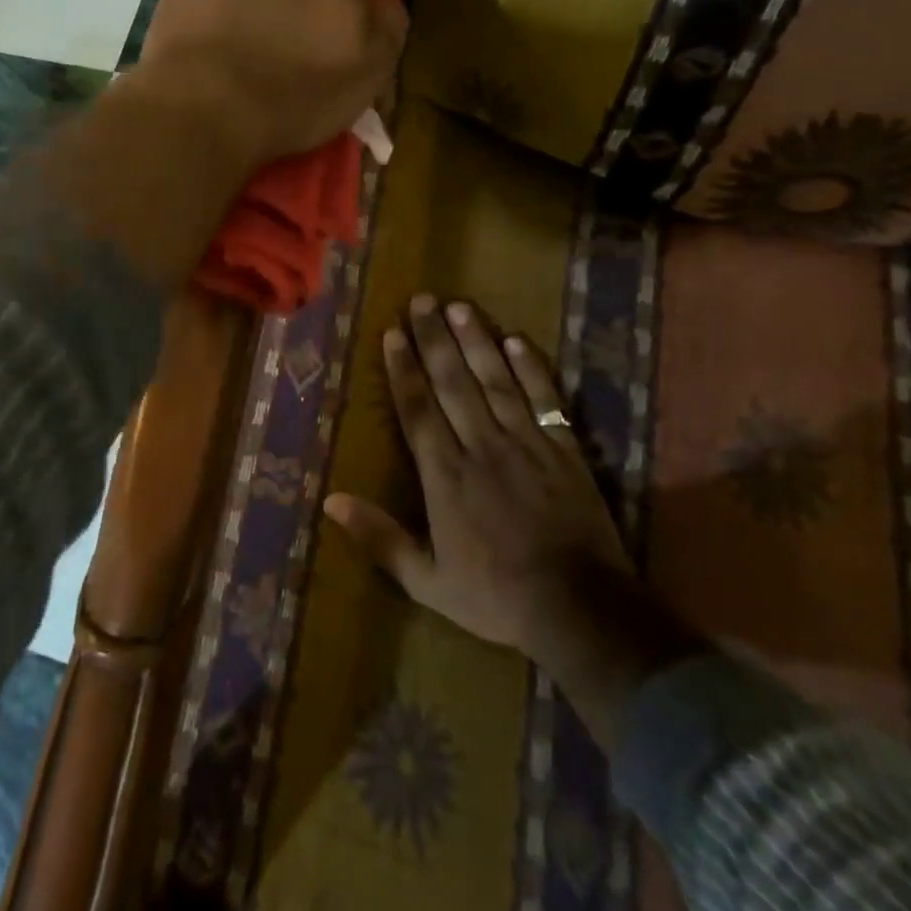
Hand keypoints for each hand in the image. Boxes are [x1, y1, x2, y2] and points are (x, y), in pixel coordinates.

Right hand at [325, 295, 631, 663]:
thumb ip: (379, 537)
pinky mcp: (564, 449)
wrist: (580, 610)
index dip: (403, 368)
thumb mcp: (426, 580)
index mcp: (445, 475)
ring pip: (495, 381)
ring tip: (460, 307)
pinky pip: (545, 399)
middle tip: (422, 300)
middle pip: (452, 382)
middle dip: (434, 339)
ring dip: (476, 341)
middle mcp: (481, 446)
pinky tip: (518, 340)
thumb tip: (330, 500)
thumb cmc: (496, 596)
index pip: (417, 409)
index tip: (393, 333)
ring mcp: (526, 443)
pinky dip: (531, 369)